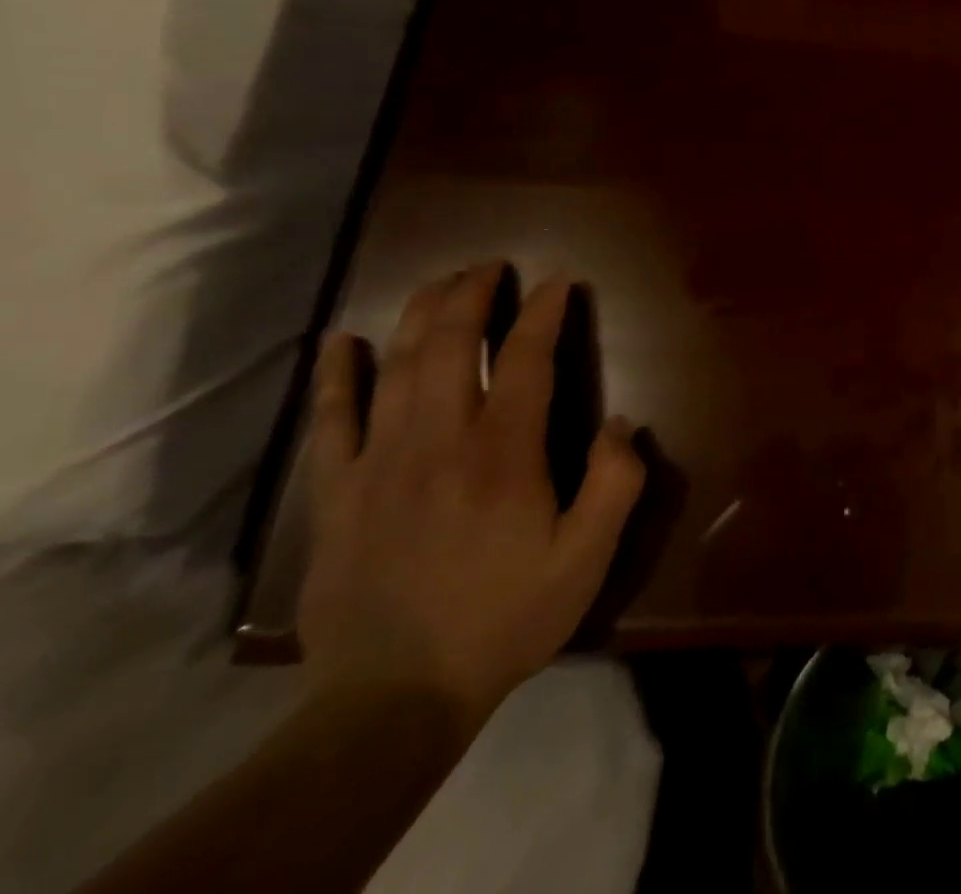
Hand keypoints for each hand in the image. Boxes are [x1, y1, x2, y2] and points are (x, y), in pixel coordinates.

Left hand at [299, 264, 646, 733]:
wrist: (395, 700)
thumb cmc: (506, 619)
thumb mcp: (588, 558)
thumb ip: (616, 483)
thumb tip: (623, 422)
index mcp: (503, 454)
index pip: (524, 360)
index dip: (541, 313)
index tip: (558, 282)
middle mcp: (439, 442)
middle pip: (449, 346)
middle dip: (471, 295)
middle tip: (489, 266)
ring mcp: (380, 465)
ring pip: (396, 368)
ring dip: (419, 315)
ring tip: (439, 282)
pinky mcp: (338, 495)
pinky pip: (331, 422)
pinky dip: (336, 376)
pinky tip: (341, 341)